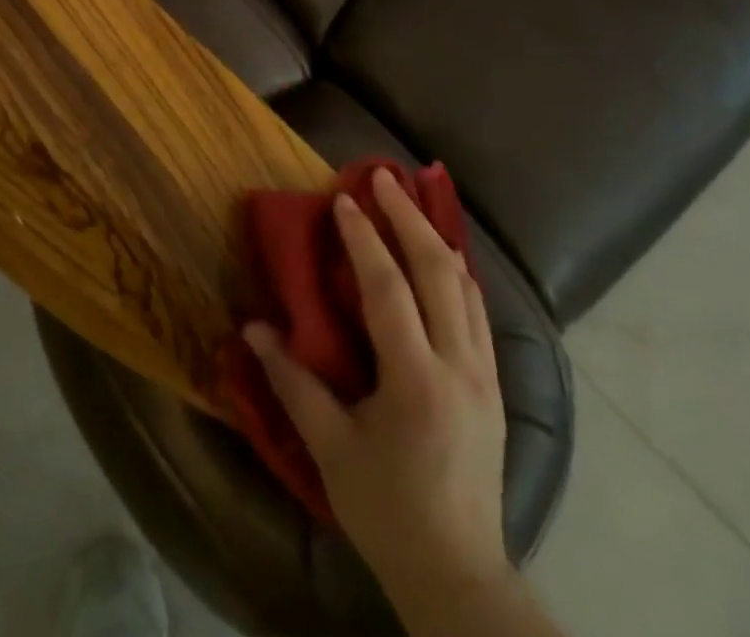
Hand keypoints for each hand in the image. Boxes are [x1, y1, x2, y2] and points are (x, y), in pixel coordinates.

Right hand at [244, 167, 511, 608]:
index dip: (364, 238)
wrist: (458, 573)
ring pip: (467, 284)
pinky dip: (456, 272)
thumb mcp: (331, 450)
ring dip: (435, 236)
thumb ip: (293, 383)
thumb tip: (252, 329)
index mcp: (417, 381)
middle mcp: (460, 365)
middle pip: (439, 270)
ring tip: (410, 203)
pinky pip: (479, 310)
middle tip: (384, 176)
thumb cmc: (387, 511)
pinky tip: (441, 258)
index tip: (345, 198)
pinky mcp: (497, 384)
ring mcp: (486, 373)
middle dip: (409, 216)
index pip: (389, 288)